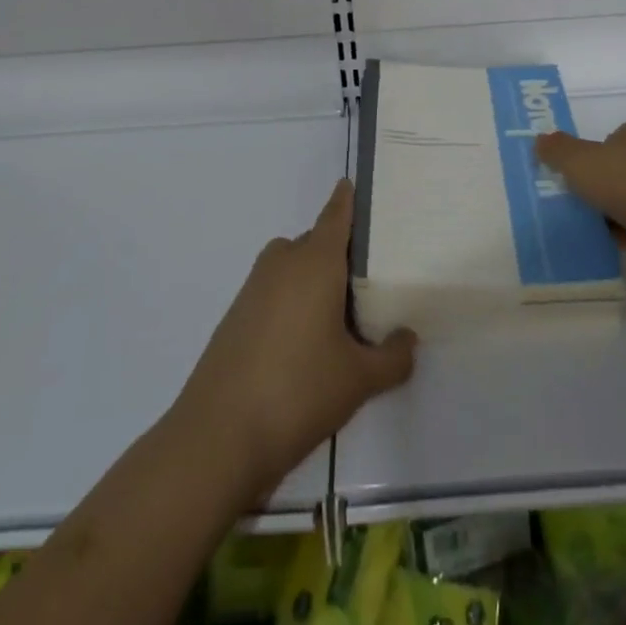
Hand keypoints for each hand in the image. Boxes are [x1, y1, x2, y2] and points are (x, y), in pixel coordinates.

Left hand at [173, 180, 415, 501]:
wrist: (217, 437)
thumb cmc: (298, 391)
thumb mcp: (359, 379)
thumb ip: (393, 357)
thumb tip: (408, 340)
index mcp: (315, 261)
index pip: (336, 213)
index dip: (350, 199)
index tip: (362, 187)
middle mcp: (283, 262)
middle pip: (317, 242)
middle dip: (341, 255)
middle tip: (373, 280)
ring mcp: (254, 288)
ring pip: (294, 268)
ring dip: (315, 282)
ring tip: (345, 319)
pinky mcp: (236, 315)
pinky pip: (275, 291)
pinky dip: (294, 303)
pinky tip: (308, 345)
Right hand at [537, 121, 625, 295]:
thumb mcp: (583, 164)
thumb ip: (559, 151)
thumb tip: (541, 140)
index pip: (609, 139)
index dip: (588, 157)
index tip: (570, 180)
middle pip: (622, 169)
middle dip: (601, 187)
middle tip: (575, 206)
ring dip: (617, 214)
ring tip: (590, 231)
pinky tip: (615, 249)